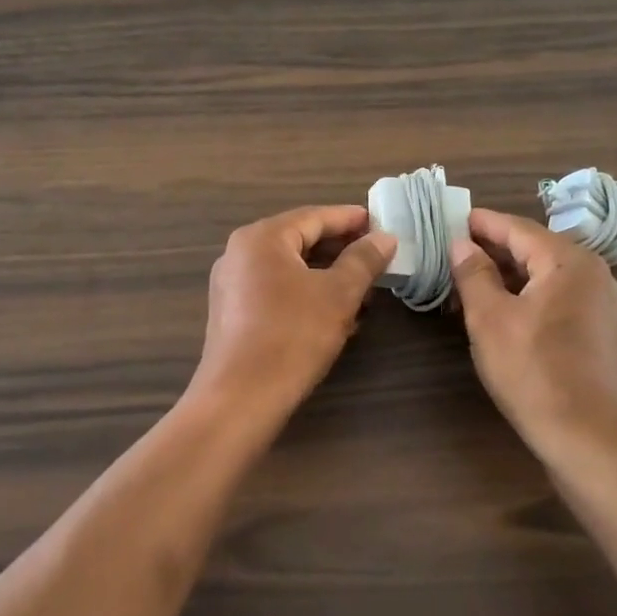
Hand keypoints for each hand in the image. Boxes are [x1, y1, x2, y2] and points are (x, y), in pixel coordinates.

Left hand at [189, 205, 396, 424]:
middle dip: (341, 250)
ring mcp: (232, 285)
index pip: (314, 217)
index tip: (382, 224)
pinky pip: (276, 291)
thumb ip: (363, 260)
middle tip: (377, 258)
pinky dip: (307, 295)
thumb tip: (384, 238)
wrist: (240, 398)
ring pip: (289, 269)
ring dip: (327, 277)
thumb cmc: (292, 335)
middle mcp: (240, 253)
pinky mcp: (233, 314)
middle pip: (299, 240)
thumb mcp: (338, 294)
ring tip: (364, 292)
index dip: (351, 219)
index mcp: (262, 238)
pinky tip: (335, 316)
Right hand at [448, 208, 616, 469]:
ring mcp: (604, 304)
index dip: (481, 224)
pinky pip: (561, 297)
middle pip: (535, 248)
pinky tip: (504, 310)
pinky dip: (531, 295)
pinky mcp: (604, 332)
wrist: (590, 439)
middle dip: (493, 250)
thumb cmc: (534, 372)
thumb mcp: (490, 319)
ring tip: (471, 283)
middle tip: (453, 253)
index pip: (517, 228)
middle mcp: (594, 273)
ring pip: (548, 275)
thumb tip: (462, 244)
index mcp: (569, 261)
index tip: (450, 220)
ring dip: (510, 275)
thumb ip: (473, 274)